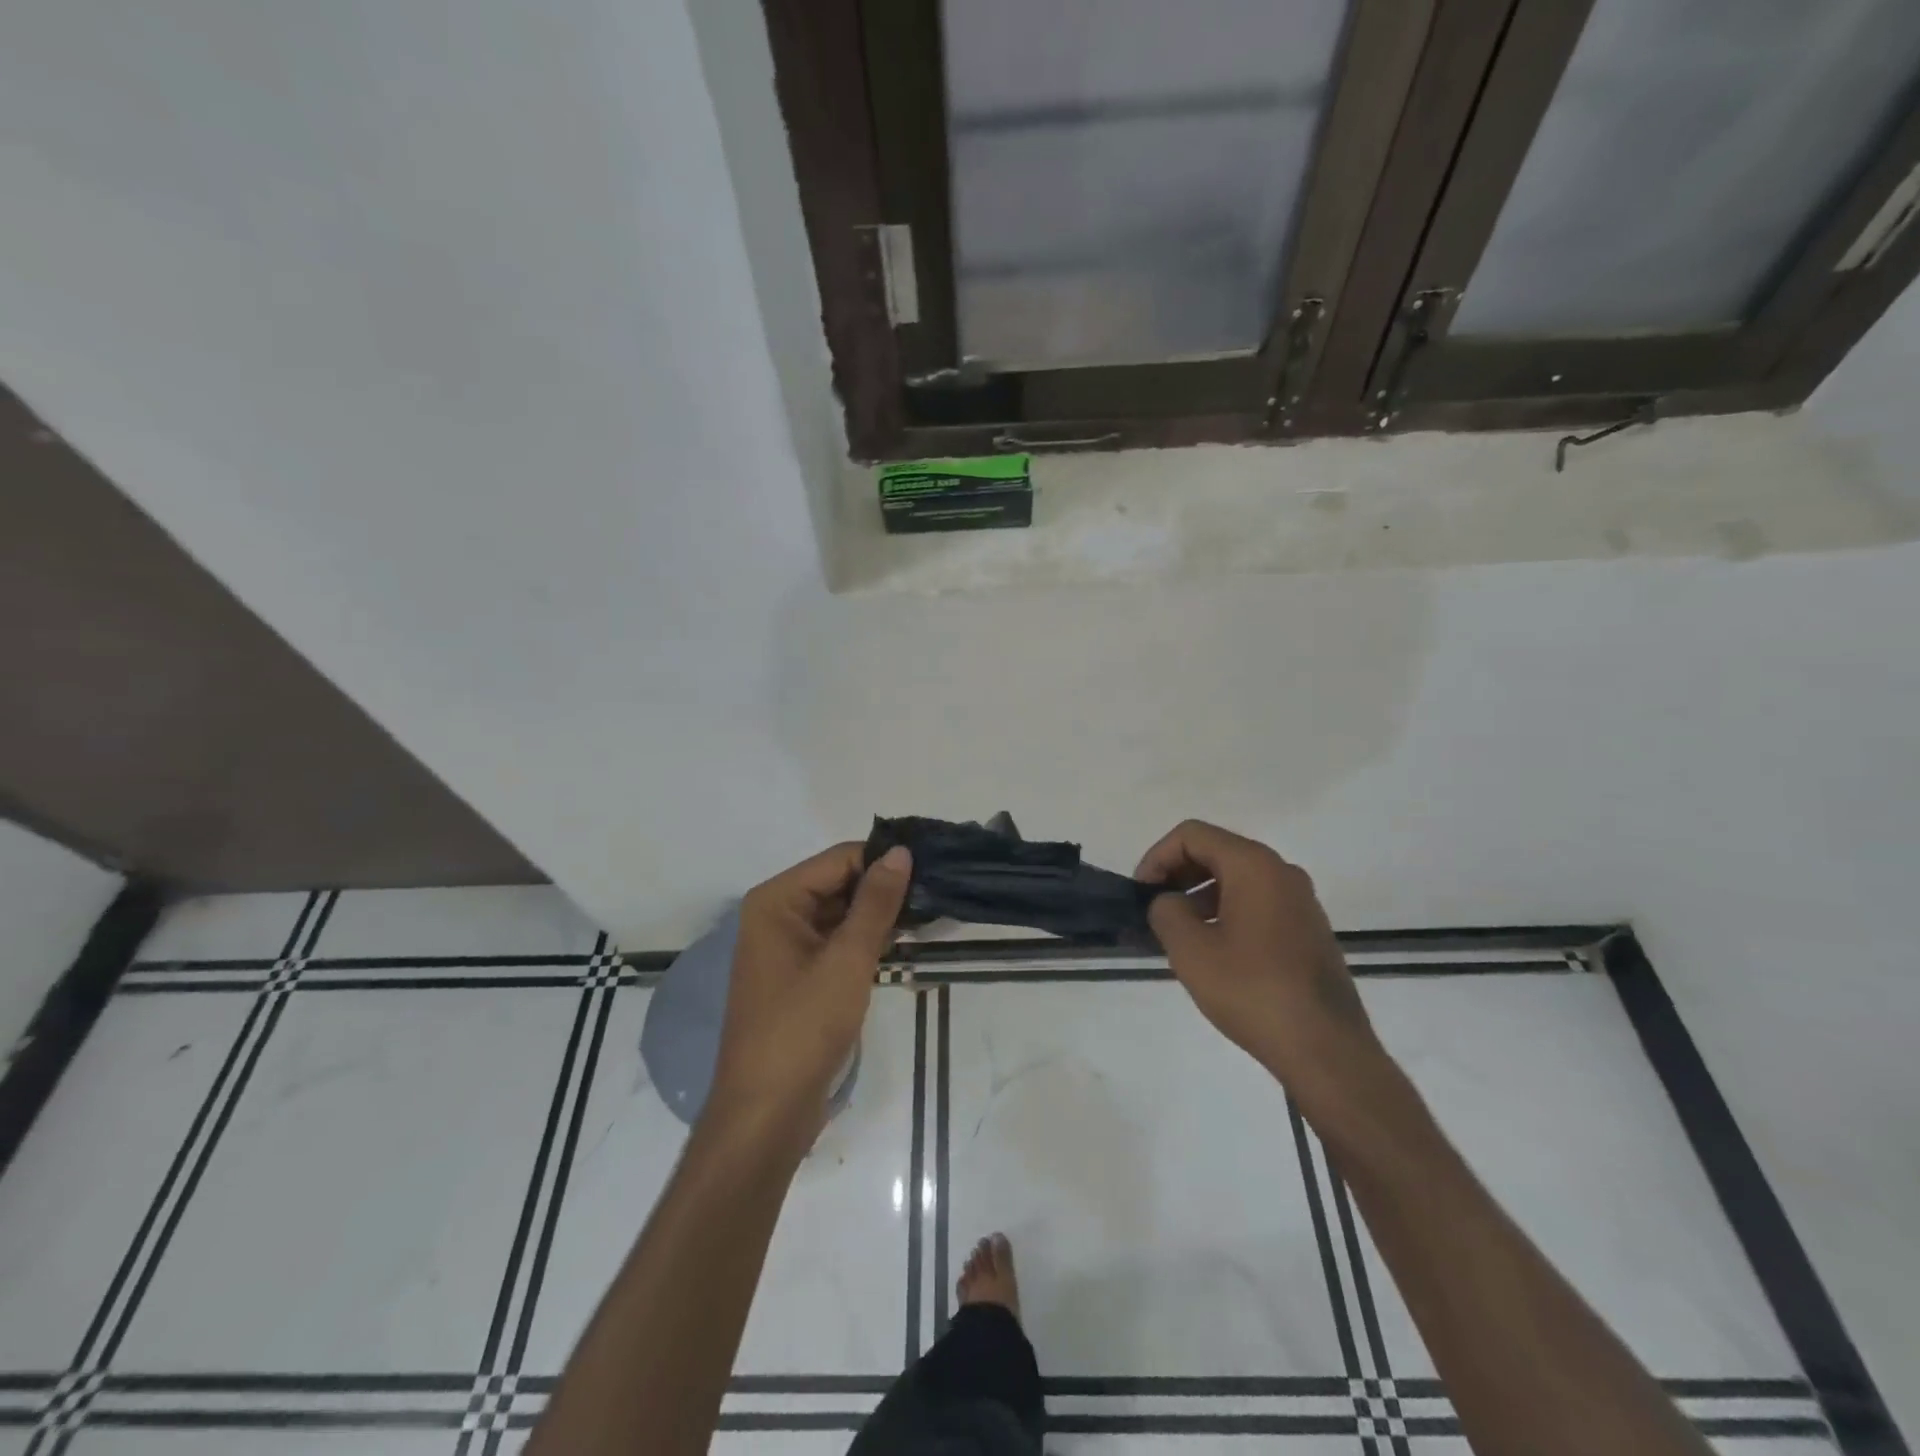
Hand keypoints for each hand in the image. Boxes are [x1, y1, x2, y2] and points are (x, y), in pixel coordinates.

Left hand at [707, 844, 911, 1139]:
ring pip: (841, 914)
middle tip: (936, 898)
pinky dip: (866, 942)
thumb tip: (900, 851)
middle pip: (839, 883)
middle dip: (884, 891)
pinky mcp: (798, 975)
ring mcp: (785, 946)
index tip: (932, 870)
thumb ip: (877, 902)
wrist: (767, 1113)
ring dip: (879, 918)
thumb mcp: (847, 959)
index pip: (840, 859)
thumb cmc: (803, 1027)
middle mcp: (776, 914)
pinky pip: (836, 942)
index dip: (884, 862)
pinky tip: (902, 948)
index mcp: (776, 900)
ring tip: (928, 920)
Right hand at [1137, 821, 1378, 1099]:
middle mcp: (1282, 872)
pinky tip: (1213, 951)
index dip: (1157, 857)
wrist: (1326, 1050)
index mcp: (1254, 865)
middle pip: (1216, 851)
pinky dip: (1226, 912)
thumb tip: (1167, 902)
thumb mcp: (1190, 950)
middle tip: (1153, 910)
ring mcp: (1301, 901)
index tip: (1140, 894)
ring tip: (1178, 934)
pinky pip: (1257, 903)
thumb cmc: (1252, 991)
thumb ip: (1166, 911)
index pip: (1192, 835)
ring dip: (1200, 896)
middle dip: (1177, 874)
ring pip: (1237, 879)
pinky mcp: (1309, 930)